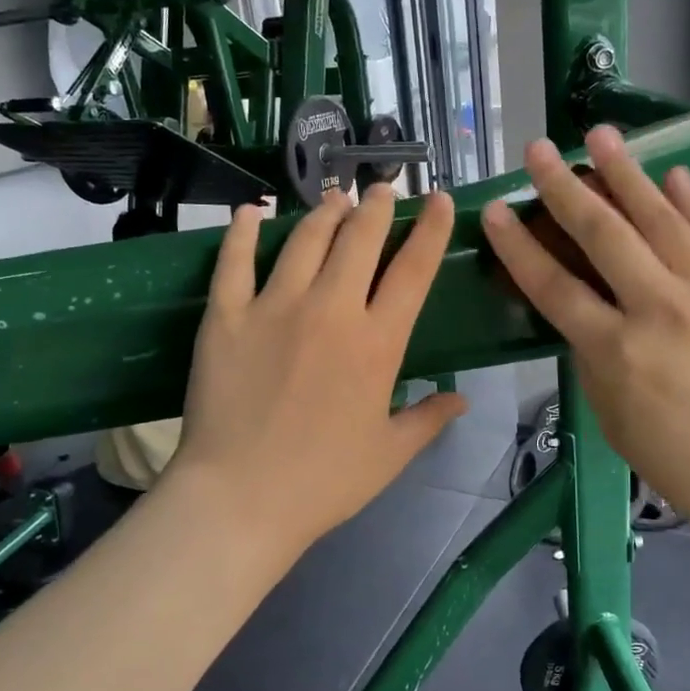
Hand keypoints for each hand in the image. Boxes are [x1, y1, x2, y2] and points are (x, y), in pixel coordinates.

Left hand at [166, 187, 467, 562]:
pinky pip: (234, 261)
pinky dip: (242, 231)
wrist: (241, 499)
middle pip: (359, 239)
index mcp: (377, 343)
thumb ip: (428, 419)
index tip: (439, 200)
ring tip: (336, 199)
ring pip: (305, 239)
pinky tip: (250, 212)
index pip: (414, 270)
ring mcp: (274, 308)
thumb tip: (463, 399)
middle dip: (377, 207)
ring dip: (326, 212)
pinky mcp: (226, 316)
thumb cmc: (324, 482)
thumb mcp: (389, 455)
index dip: (431, 230)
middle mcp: (331, 311)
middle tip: (382, 191)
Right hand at [480, 126, 689, 556]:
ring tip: (601, 134)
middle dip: (564, 187)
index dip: (519, 247)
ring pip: (660, 218)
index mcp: (619, 352)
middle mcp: (660, 308)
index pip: (555, 286)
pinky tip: (673, 174)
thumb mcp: (620, 428)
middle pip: (603, 234)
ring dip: (626, 173)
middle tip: (539, 150)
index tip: (497, 210)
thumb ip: (596, 367)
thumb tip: (586, 323)